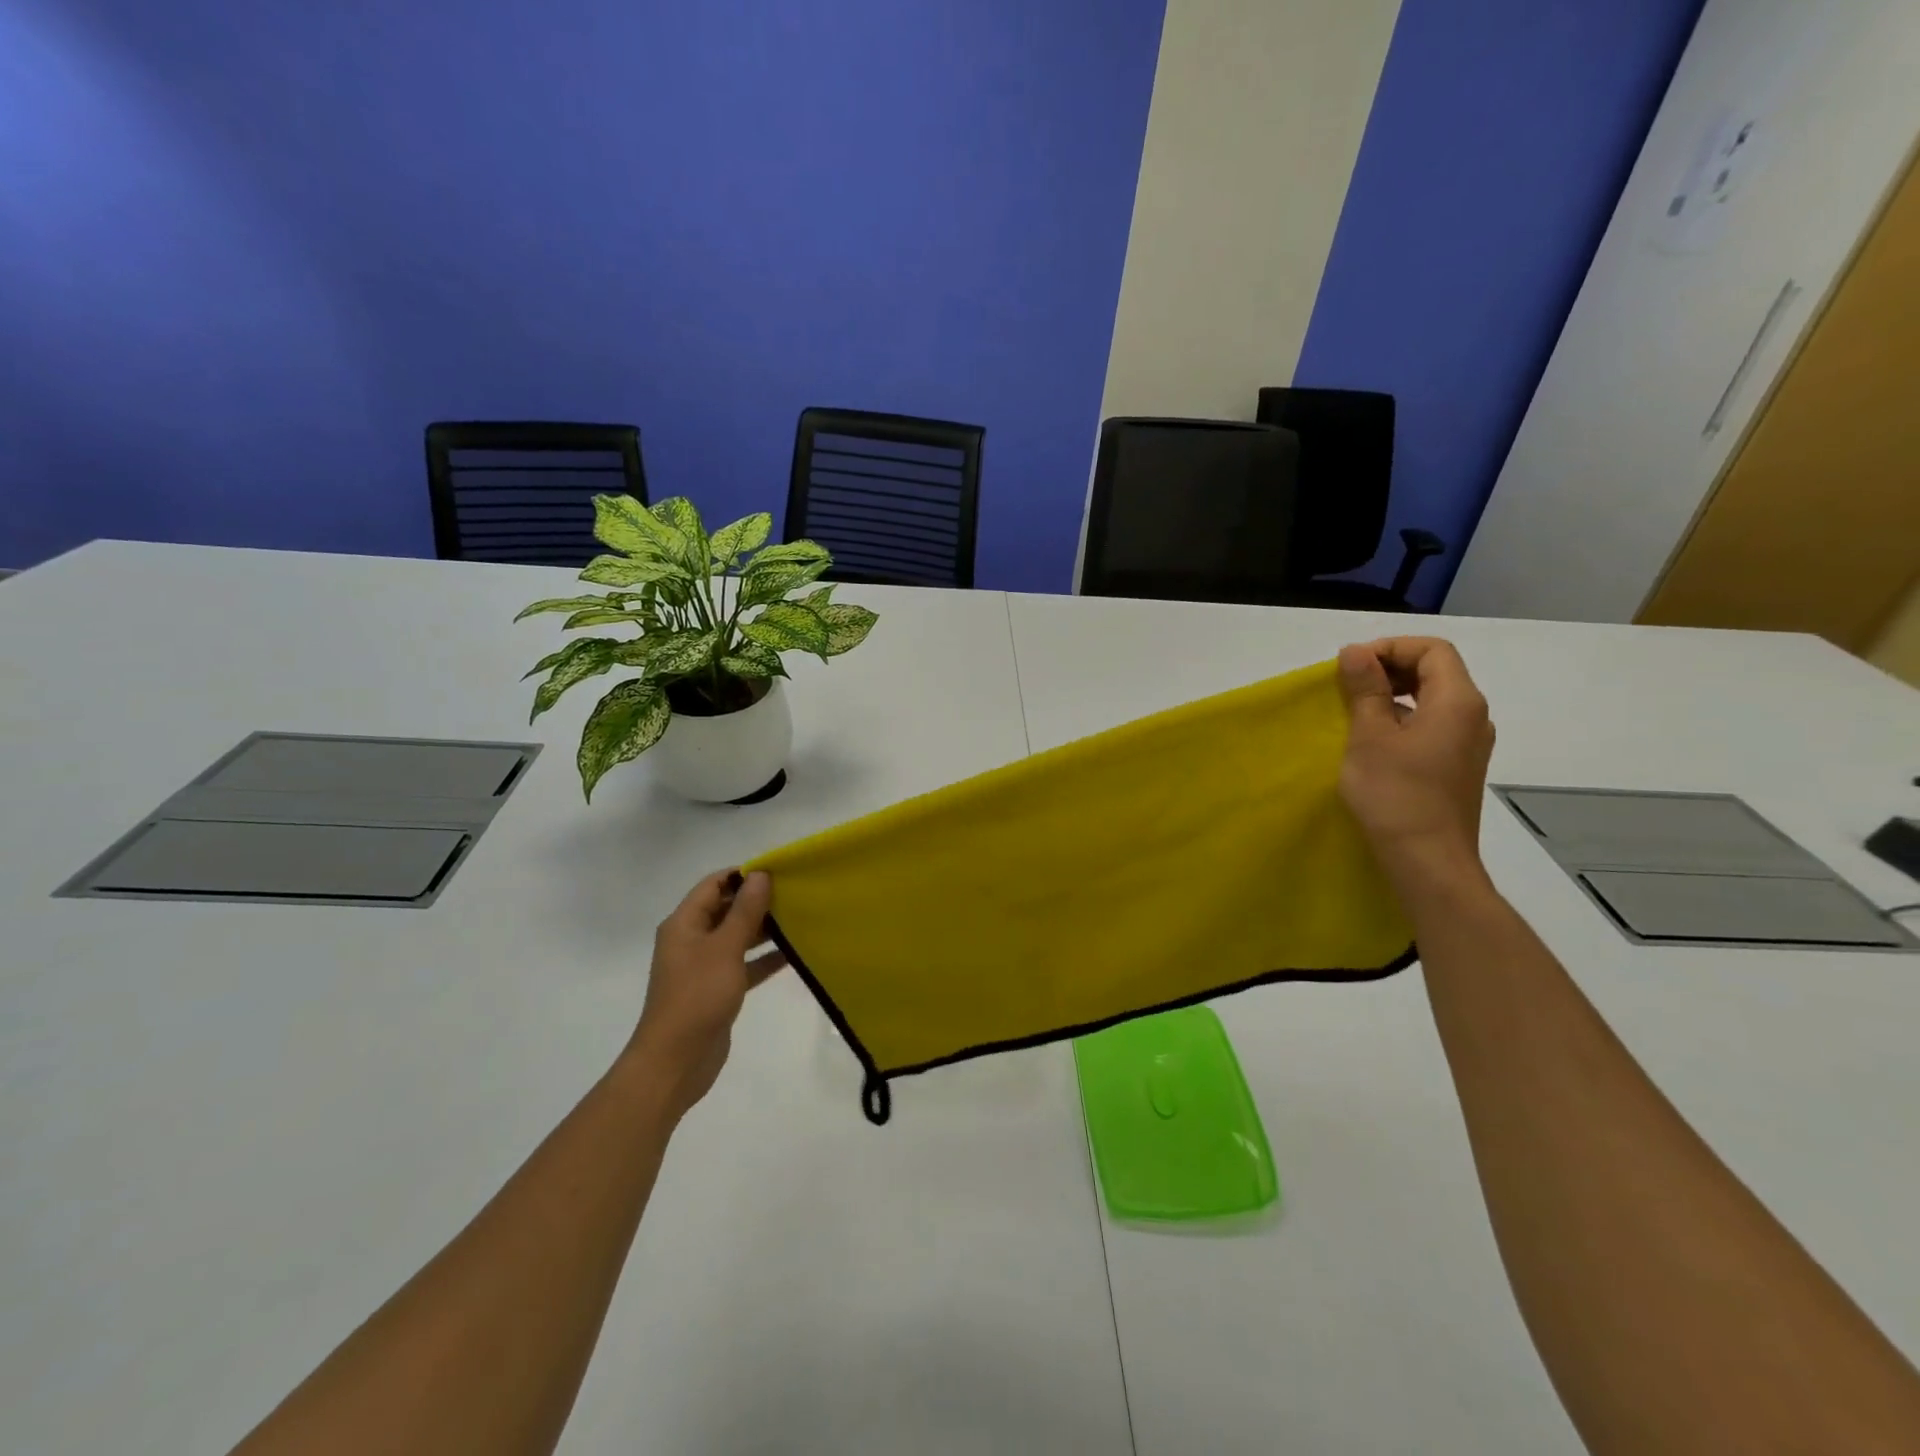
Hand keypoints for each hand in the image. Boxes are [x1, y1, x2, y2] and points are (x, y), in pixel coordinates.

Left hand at [624, 870, 785, 1120]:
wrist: (676, 1061)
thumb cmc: (697, 996)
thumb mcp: (725, 948)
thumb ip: (745, 911)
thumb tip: (761, 875)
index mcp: (684, 923)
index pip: (714, 885)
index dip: (742, 875)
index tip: (777, 873)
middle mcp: (691, 939)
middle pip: (726, 909)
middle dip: (757, 901)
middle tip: (795, 895)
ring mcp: (704, 966)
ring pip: (737, 937)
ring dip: (763, 929)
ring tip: (799, 919)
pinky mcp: (717, 989)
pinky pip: (743, 964)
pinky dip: (764, 959)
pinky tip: (793, 954)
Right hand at [1336, 638, 1494, 876]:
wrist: (1427, 861)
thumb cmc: (1395, 794)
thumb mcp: (1369, 736)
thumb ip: (1365, 689)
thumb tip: (1356, 651)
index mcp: (1458, 701)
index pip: (1432, 650)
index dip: (1390, 648)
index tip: (1352, 667)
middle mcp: (1473, 717)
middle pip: (1436, 671)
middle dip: (1390, 668)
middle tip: (1348, 684)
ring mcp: (1469, 744)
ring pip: (1433, 699)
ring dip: (1394, 695)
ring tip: (1355, 711)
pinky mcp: (1457, 766)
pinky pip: (1433, 725)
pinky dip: (1403, 719)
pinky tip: (1373, 741)